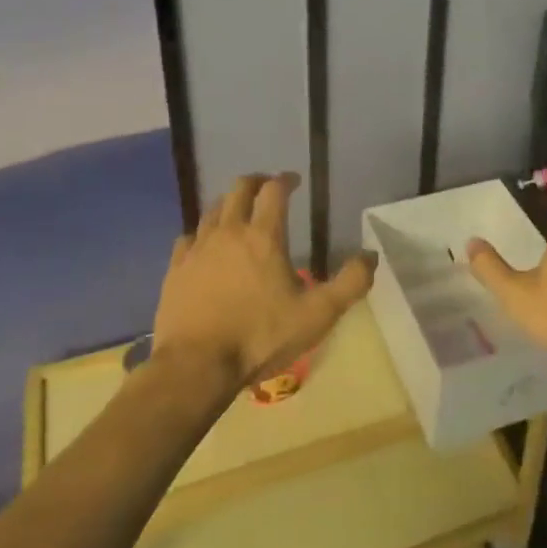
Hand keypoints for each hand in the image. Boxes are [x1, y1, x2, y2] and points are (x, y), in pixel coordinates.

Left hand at [151, 173, 374, 390]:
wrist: (196, 367)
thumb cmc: (260, 337)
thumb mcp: (318, 314)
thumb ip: (350, 283)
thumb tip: (371, 256)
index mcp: (264, 236)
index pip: (274, 191)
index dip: (286, 180)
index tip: (294, 181)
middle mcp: (229, 232)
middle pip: (239, 189)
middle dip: (256, 182)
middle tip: (267, 188)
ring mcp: (197, 249)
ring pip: (212, 210)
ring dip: (228, 204)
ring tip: (238, 213)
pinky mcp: (175, 270)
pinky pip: (188, 238)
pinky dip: (201, 233)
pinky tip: (204, 245)